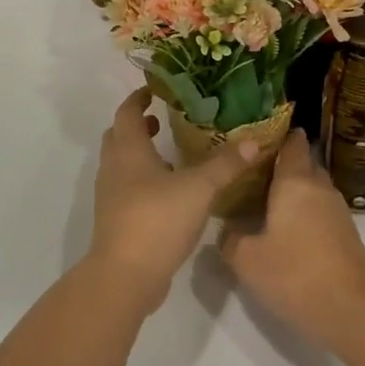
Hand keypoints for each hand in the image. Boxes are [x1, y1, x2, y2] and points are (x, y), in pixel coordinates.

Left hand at [89, 87, 257, 313]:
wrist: (125, 275)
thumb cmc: (158, 219)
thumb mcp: (199, 188)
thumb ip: (225, 165)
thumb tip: (254, 141)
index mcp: (129, 150)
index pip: (127, 112)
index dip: (138, 99)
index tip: (154, 91)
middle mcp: (114, 167)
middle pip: (118, 135)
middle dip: (138, 125)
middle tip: (162, 120)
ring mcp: (110, 195)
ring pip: (121, 163)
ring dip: (140, 153)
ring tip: (170, 154)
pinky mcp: (115, 219)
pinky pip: (126, 187)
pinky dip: (142, 179)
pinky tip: (168, 191)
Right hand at [218, 130, 364, 348]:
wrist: (351, 311)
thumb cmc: (294, 274)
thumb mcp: (246, 259)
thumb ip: (230, 238)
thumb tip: (227, 229)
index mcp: (295, 181)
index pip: (291, 143)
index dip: (277, 134)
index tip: (257, 134)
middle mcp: (319, 188)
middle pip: (302, 163)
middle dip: (281, 163)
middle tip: (251, 171)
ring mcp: (337, 211)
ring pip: (312, 188)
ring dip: (293, 190)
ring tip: (264, 199)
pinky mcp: (346, 234)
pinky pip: (319, 209)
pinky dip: (303, 210)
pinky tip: (285, 227)